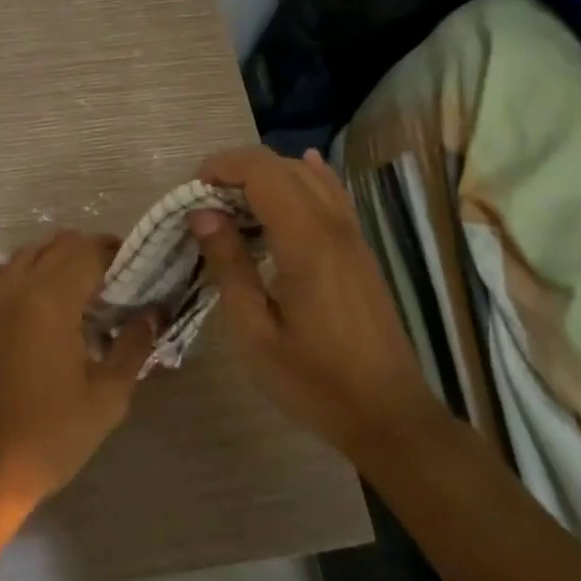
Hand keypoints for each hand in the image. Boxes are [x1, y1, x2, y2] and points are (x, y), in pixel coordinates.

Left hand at [0, 230, 153, 509]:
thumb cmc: (53, 435)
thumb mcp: (109, 395)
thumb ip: (134, 345)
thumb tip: (153, 313)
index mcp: (51, 299)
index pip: (89, 251)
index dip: (118, 253)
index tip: (140, 271)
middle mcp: (16, 288)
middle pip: (58, 245)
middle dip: (91, 253)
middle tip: (118, 283)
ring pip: (24, 255)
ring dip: (55, 259)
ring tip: (80, 289)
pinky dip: (4, 273)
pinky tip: (21, 291)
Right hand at [190, 146, 442, 458]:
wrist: (389, 415)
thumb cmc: (314, 381)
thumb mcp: (255, 332)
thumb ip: (229, 266)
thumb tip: (201, 214)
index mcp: (307, 242)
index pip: (262, 172)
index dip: (222, 167)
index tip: (191, 192)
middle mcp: (334, 226)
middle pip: (283, 165)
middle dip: (237, 170)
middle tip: (204, 202)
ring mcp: (353, 235)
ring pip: (308, 175)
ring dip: (265, 176)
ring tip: (232, 205)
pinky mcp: (359, 250)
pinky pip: (330, 195)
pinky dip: (301, 181)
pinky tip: (286, 185)